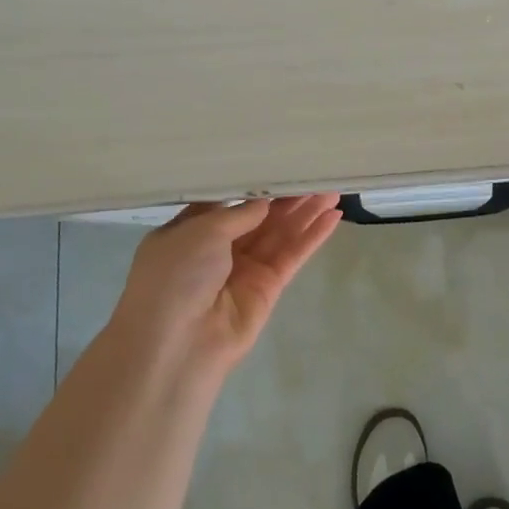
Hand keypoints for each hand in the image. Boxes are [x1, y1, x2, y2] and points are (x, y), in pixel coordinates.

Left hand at [109, 194, 342, 375]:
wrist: (176, 345)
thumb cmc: (175, 277)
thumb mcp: (200, 231)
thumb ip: (238, 213)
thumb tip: (264, 201)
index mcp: (189, 233)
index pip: (226, 202)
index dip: (252, 185)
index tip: (278, 163)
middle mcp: (216, 250)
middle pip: (259, 217)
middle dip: (286, 196)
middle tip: (315, 173)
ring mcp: (244, 270)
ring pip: (280, 233)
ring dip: (306, 212)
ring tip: (333, 188)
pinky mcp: (268, 288)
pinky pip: (292, 255)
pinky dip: (312, 237)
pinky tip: (333, 217)